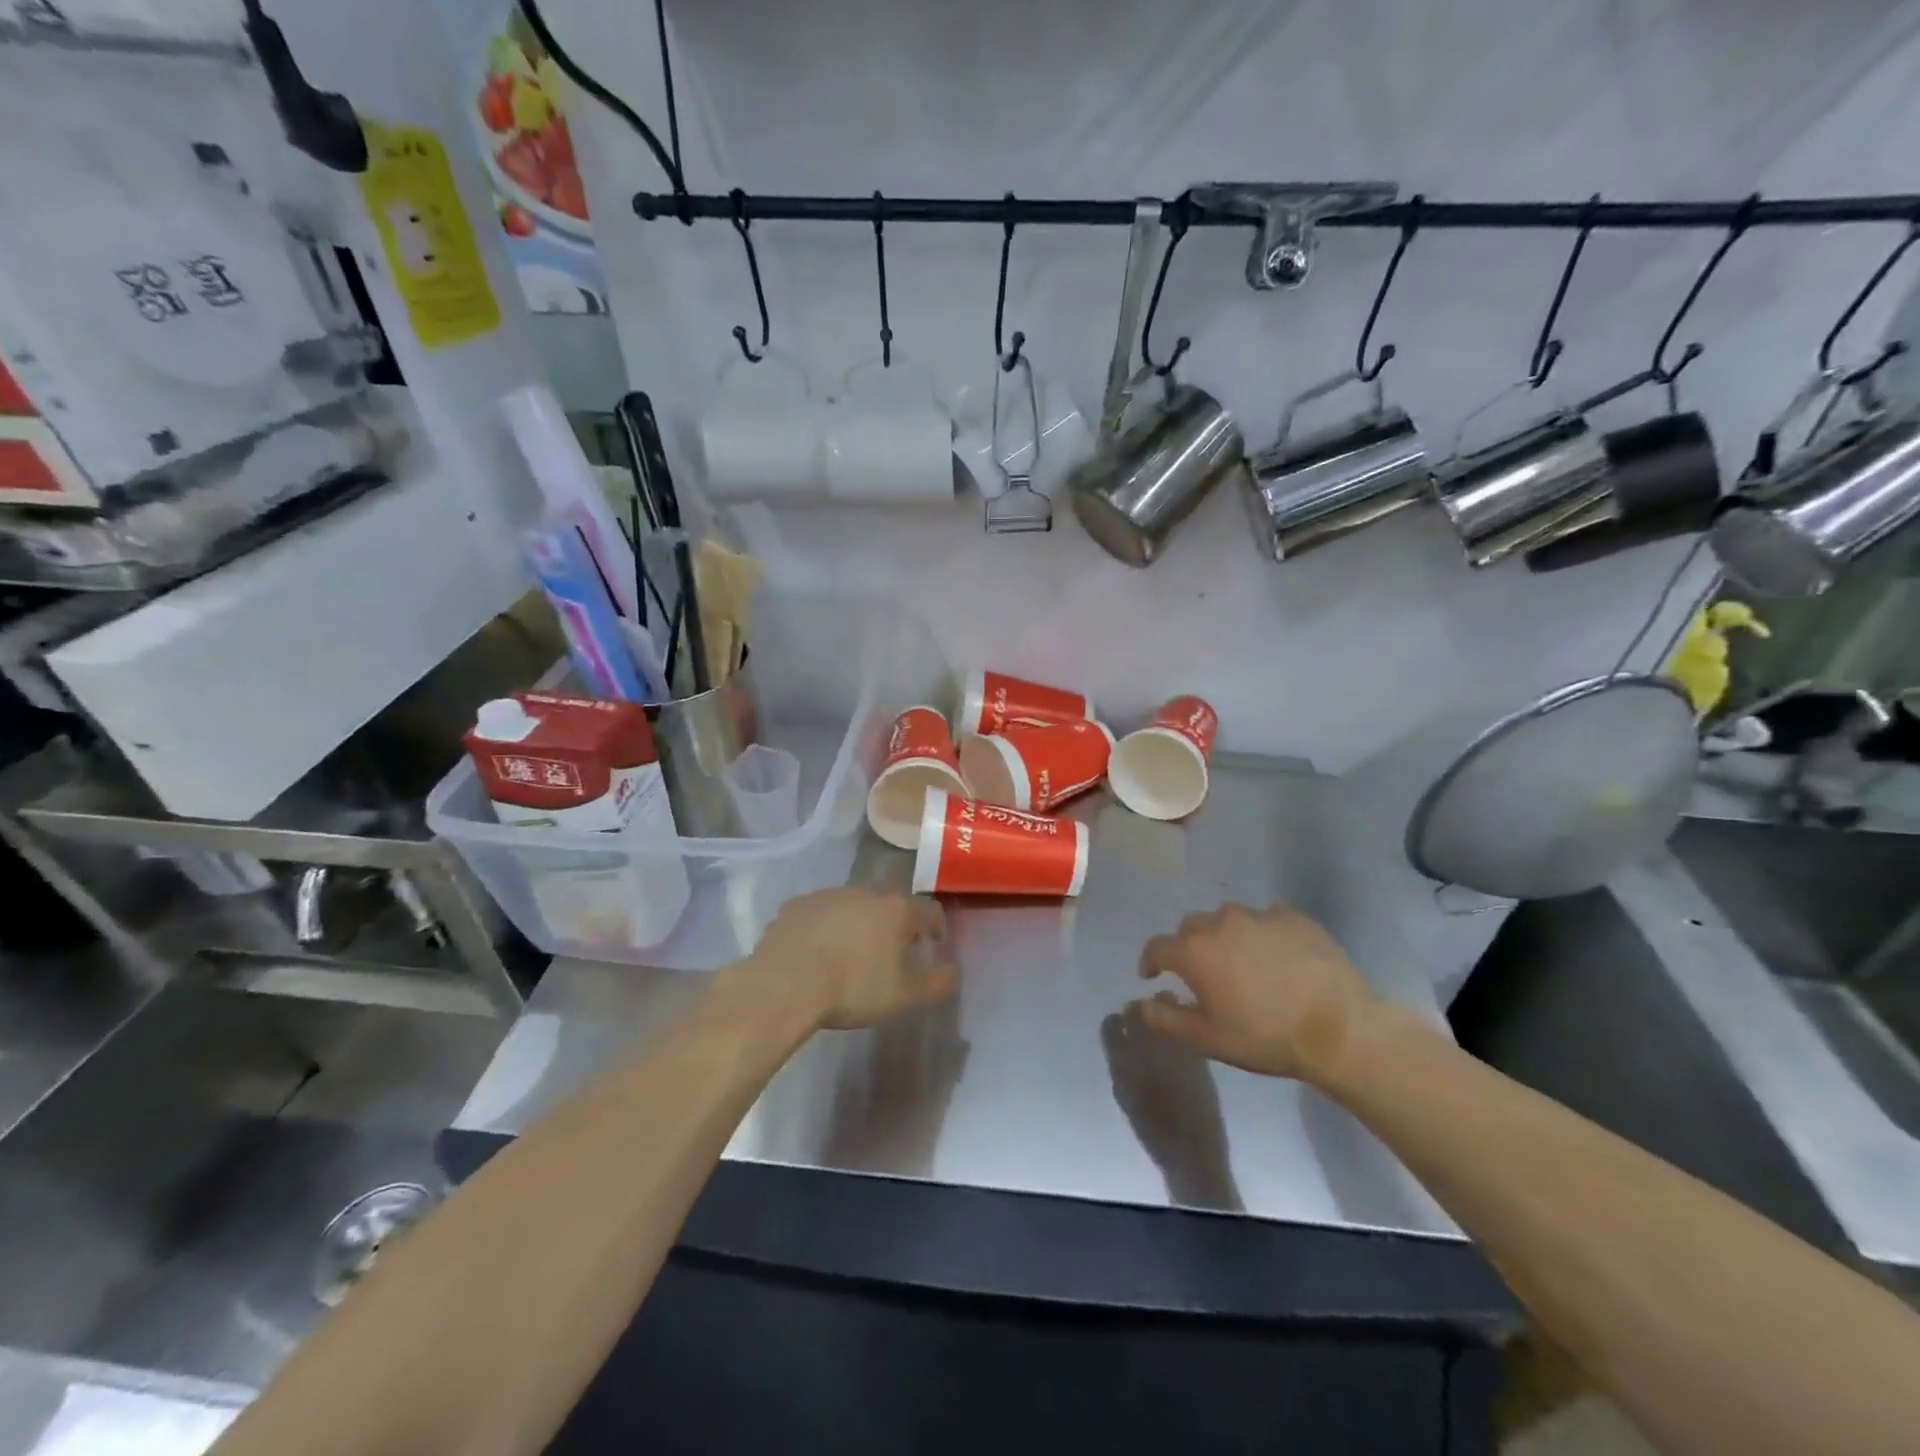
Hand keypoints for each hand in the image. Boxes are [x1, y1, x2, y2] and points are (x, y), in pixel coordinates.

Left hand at [736, 886, 957, 1031]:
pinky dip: (826, 926)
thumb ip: (937, 981)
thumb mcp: (905, 994)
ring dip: (860, 921)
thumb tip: (954, 970)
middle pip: (891, 902)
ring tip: (854, 950)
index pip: (929, 910)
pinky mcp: (797, 905)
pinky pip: (821, 913)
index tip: (934, 944)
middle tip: (894, 948)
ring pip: (854, 904)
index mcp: (897, 909)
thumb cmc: (853, 987)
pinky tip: (819, 950)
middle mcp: (866, 892)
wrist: (785, 984)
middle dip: (897, 921)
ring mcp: (828, 895)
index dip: (936, 927)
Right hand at [1133, 902, 1375, 1084]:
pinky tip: (1276, 953)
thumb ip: (1166, 1018)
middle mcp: (1220, 923)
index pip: (1157, 947)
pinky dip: (1263, 931)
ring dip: (1226, 935)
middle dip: (1190, 946)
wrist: (1338, 1029)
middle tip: (1204, 972)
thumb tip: (1141, 1002)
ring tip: (1242, 960)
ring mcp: (1259, 915)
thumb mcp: (1208, 1039)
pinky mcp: (1293, 917)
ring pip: (1228, 918)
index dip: (1151, 961)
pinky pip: (1267, 917)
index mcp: (1194, 951)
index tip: (1154, 975)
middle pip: (1192, 927)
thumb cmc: (1265, 1036)